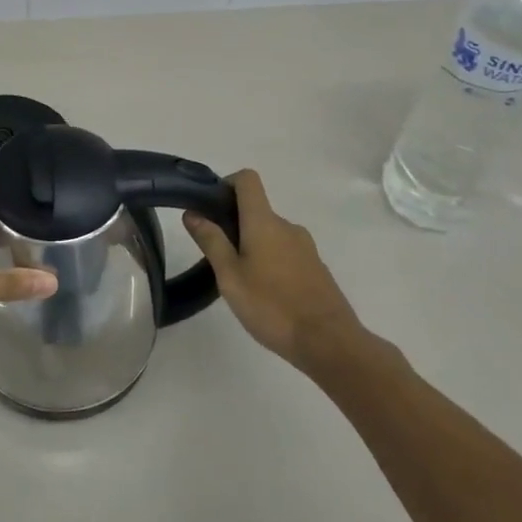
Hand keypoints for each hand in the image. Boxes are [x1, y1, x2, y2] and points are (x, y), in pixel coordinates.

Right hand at [184, 171, 396, 375]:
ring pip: (271, 234)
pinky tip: (266, 294)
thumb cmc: (272, 306)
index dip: (227, 183)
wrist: (329, 342)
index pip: (248, 179)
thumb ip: (211, 241)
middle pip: (257, 209)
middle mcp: (287, 226)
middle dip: (234, 224)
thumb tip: (192, 212)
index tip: (211, 207)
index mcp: (264, 221)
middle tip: (218, 258)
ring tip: (241, 281)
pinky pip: (286, 252)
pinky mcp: (316, 267)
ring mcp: (305, 247)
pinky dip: (271, 262)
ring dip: (253, 246)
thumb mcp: (230, 276)